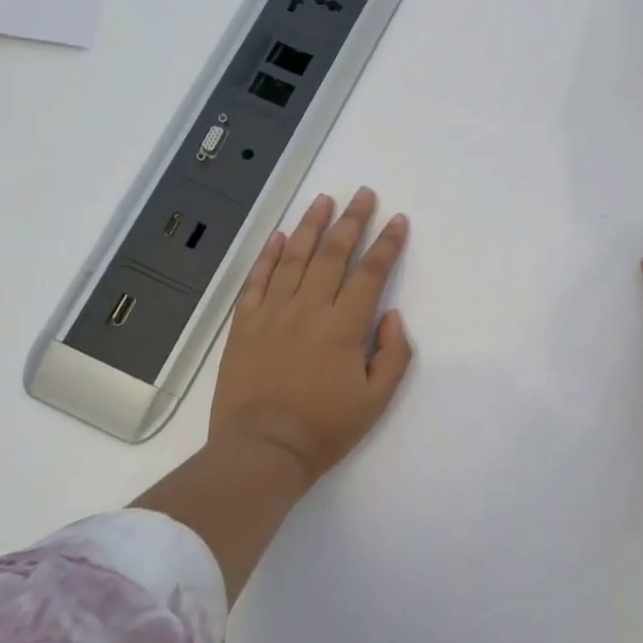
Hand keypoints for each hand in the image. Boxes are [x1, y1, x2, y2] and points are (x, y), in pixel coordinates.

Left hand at [210, 187, 413, 487]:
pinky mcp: (245, 323)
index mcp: (344, 327)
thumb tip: (390, 315)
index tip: (397, 221)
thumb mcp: (376, 400)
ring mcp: (272, 312)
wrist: (263, 448)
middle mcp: (309, 308)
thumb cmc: (325, 428)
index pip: (371, 273)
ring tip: (324, 200)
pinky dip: (270, 255)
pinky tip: (281, 237)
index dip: (387, 244)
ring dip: (312, 226)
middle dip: (352, 220)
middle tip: (363, 194)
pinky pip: (257, 280)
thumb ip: (393, 354)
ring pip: (295, 257)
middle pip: (333, 254)